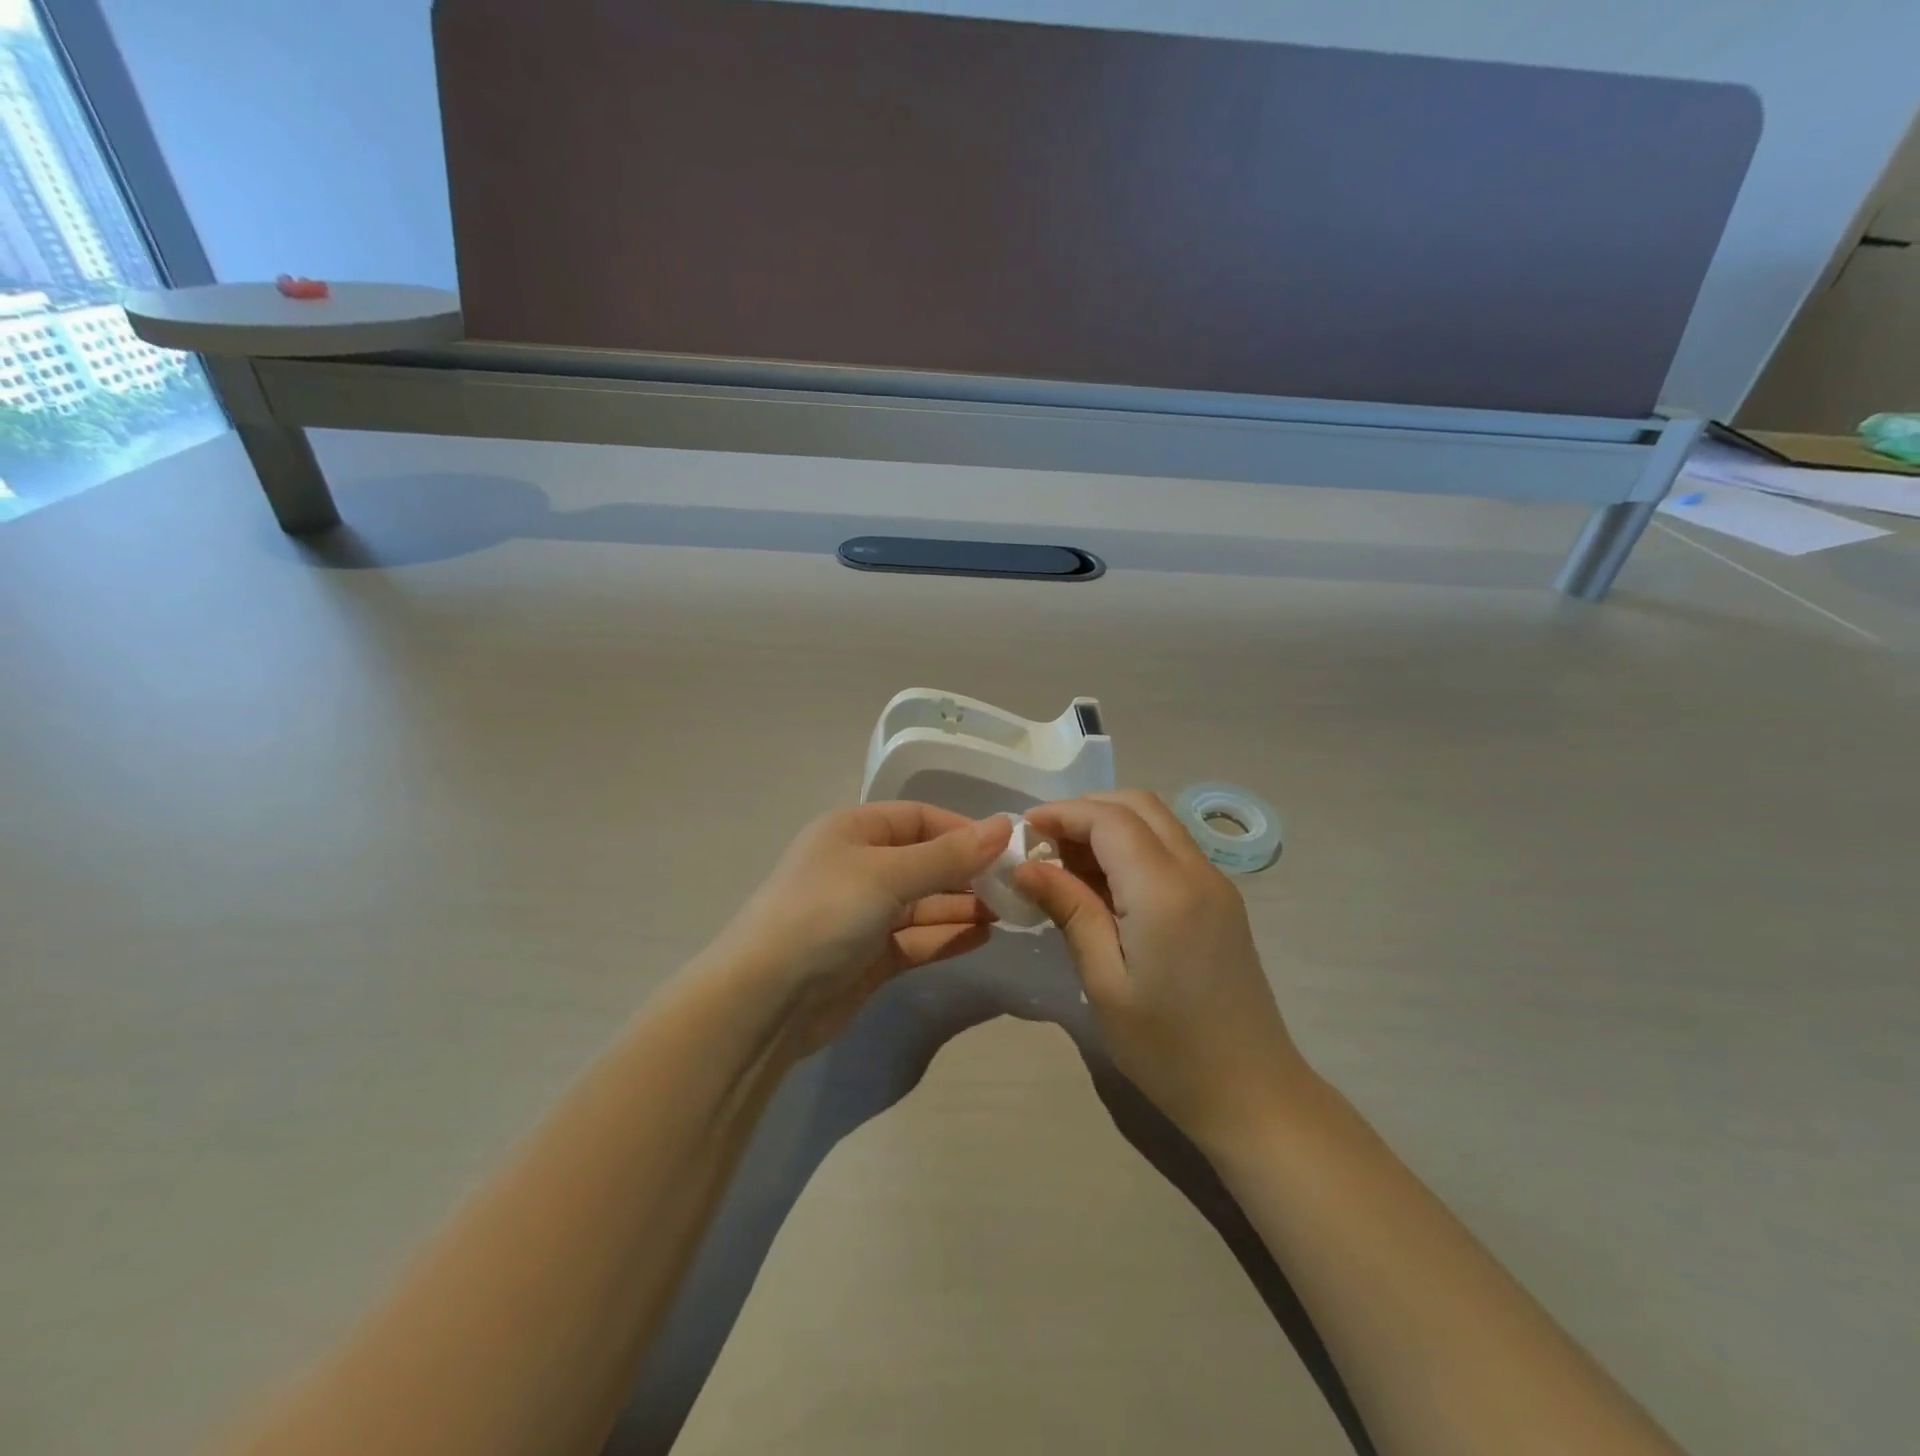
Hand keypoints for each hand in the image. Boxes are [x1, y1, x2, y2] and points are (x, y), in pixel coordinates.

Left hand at [711, 803, 1012, 1053]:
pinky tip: (984, 936)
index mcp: (853, 830)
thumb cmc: (825, 913)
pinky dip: (948, 936)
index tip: (1008, 846)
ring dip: (963, 905)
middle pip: (925, 860)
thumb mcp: (888, 874)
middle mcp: (859, 866)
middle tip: (1017, 884)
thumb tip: (1003, 826)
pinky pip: (918, 938)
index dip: (963, 829)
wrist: (765, 1000)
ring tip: (1010, 911)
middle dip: (968, 871)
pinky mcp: (870, 956)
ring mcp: (864, 914)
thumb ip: (948, 855)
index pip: (919, 818)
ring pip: (925, 902)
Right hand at [1016, 791, 1311, 1151]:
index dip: (1062, 813)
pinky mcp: (1221, 901)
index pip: (1108, 819)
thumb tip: (1025, 866)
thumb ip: (1070, 910)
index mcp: (1164, 891)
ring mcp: (1215, 883)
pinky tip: (1103, 884)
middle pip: (1137, 805)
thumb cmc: (1167, 1048)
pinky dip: (1132, 846)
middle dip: (1085, 810)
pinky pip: (1171, 849)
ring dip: (1108, 826)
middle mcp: (1196, 871)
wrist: (1252, 1093)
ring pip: (1157, 822)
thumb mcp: (1104, 982)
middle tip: (1042, 843)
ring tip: (1064, 863)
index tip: (1021, 831)